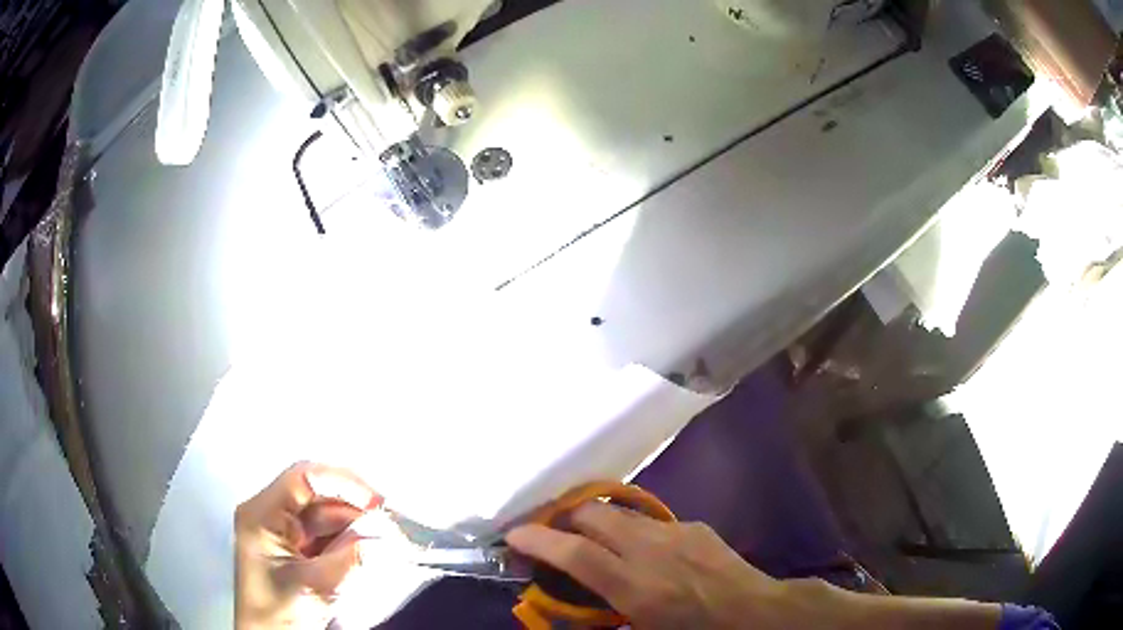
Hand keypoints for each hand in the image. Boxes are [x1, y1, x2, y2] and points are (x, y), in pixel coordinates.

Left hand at [235, 462, 382, 629]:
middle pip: (316, 495)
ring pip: (325, 516)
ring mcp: (282, 533)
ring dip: (355, 525)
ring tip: (385, 536)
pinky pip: (325, 535)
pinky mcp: (294, 550)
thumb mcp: (315, 585)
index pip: (303, 478)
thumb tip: (387, 535)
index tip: (377, 502)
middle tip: (389, 521)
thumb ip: (352, 557)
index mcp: (262, 515)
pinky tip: (368, 547)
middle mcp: (270, 515)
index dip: (342, 482)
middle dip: (353, 506)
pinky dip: (349, 540)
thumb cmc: (279, 612)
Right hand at [506, 503, 1004, 629]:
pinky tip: (637, 547)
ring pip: (622, 512)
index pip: (574, 555)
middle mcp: (653, 552)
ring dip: (596, 520)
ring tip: (585, 536)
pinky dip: (630, 528)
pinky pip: (650, 521)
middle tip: (549, 535)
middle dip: (565, 520)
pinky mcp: (696, 529)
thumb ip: (608, 619)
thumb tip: (580, 609)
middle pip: (595, 517)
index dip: (538, 542)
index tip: (513, 536)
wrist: (764, 616)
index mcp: (638, 588)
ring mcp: (678, 534)